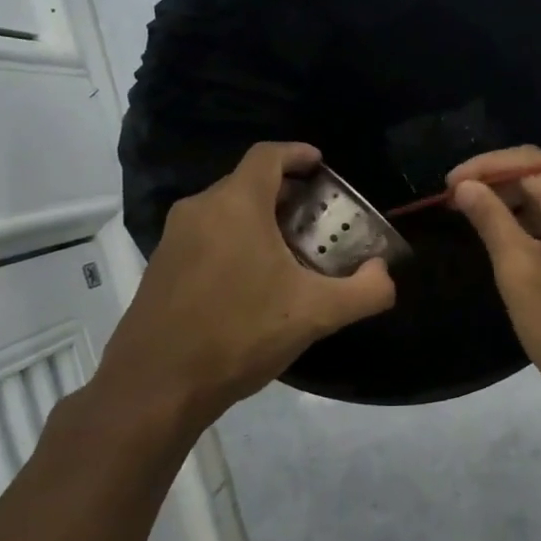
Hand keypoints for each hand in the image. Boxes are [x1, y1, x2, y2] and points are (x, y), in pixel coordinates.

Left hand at [87, 143, 395, 441]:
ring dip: (261, 219)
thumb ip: (365, 291)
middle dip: (286, 192)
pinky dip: (236, 240)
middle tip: (318, 218)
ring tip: (292, 251)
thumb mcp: (316, 314)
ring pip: (226, 211)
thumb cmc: (240, 334)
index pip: (268, 156)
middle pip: (248, 182)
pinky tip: (255, 281)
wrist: (156, 386)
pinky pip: (207, 236)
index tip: (321, 165)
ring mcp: (174, 238)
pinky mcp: (161, 266)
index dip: (298, 154)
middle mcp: (200, 210)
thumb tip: (383, 273)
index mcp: (236, 205)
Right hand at [448, 147, 540, 428]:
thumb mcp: (517, 271)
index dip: (484, 168)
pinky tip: (524, 242)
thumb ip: (491, 219)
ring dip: (526, 206)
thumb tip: (467, 186)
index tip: (448, 187)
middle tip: (460, 205)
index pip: (528, 162)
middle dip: (503, 185)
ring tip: (485, 222)